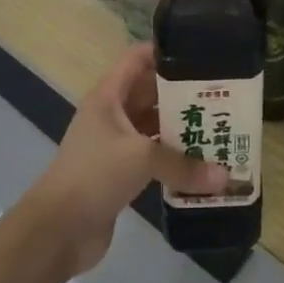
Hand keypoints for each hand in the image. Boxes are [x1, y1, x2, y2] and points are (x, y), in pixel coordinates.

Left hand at [29, 43, 227, 272]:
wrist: (57, 230)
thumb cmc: (94, 175)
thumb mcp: (141, 158)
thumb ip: (184, 164)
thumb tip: (226, 177)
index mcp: (109, 96)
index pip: (137, 59)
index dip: (165, 52)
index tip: (201, 54)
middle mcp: (112, 115)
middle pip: (150, 93)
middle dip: (183, 93)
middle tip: (222, 93)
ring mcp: (115, 145)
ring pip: (154, 127)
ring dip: (181, 128)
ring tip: (220, 125)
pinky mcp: (120, 174)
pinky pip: (153, 158)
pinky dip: (174, 159)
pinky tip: (203, 163)